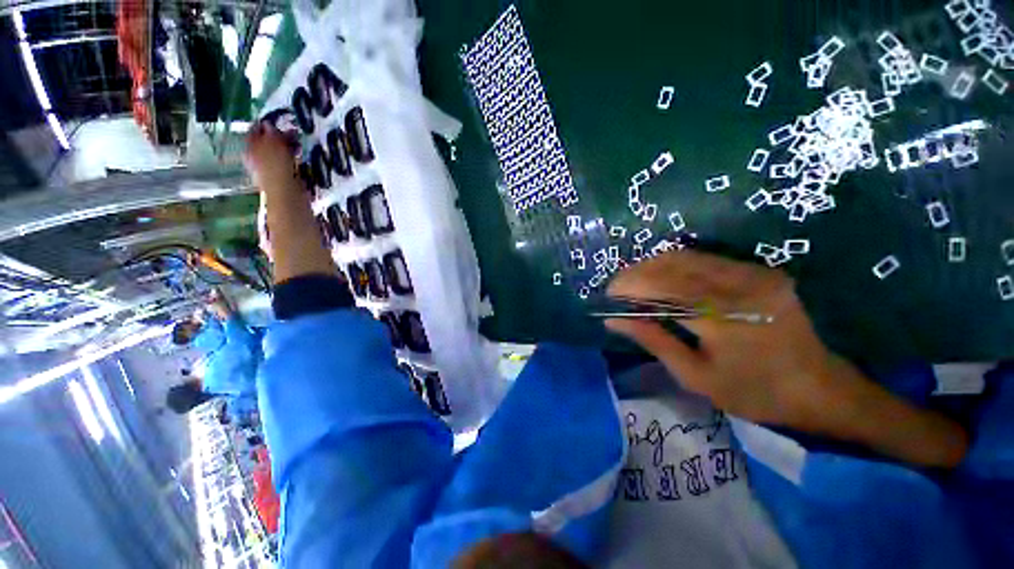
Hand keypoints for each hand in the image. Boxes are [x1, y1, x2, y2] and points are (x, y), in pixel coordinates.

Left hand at [244, 122, 298, 194]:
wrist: (287, 195)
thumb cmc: (277, 168)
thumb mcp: (273, 144)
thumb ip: (271, 133)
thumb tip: (269, 124)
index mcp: (250, 149)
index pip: (254, 131)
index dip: (265, 124)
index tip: (278, 120)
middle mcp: (256, 159)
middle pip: (267, 143)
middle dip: (280, 137)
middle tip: (293, 133)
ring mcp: (270, 170)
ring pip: (279, 153)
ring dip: (289, 148)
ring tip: (299, 145)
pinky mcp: (283, 178)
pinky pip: (288, 164)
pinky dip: (294, 160)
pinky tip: (300, 159)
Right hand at [606, 250, 967, 470]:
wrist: (819, 388)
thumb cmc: (753, 392)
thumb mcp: (695, 376)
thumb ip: (653, 340)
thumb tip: (614, 321)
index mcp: (722, 318)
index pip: (662, 288)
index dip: (630, 285)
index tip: (609, 294)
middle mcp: (738, 287)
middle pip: (672, 265)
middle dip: (637, 272)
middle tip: (618, 288)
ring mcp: (752, 274)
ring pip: (687, 257)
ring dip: (653, 266)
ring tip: (636, 282)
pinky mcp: (758, 271)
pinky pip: (705, 259)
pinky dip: (675, 265)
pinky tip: (664, 279)